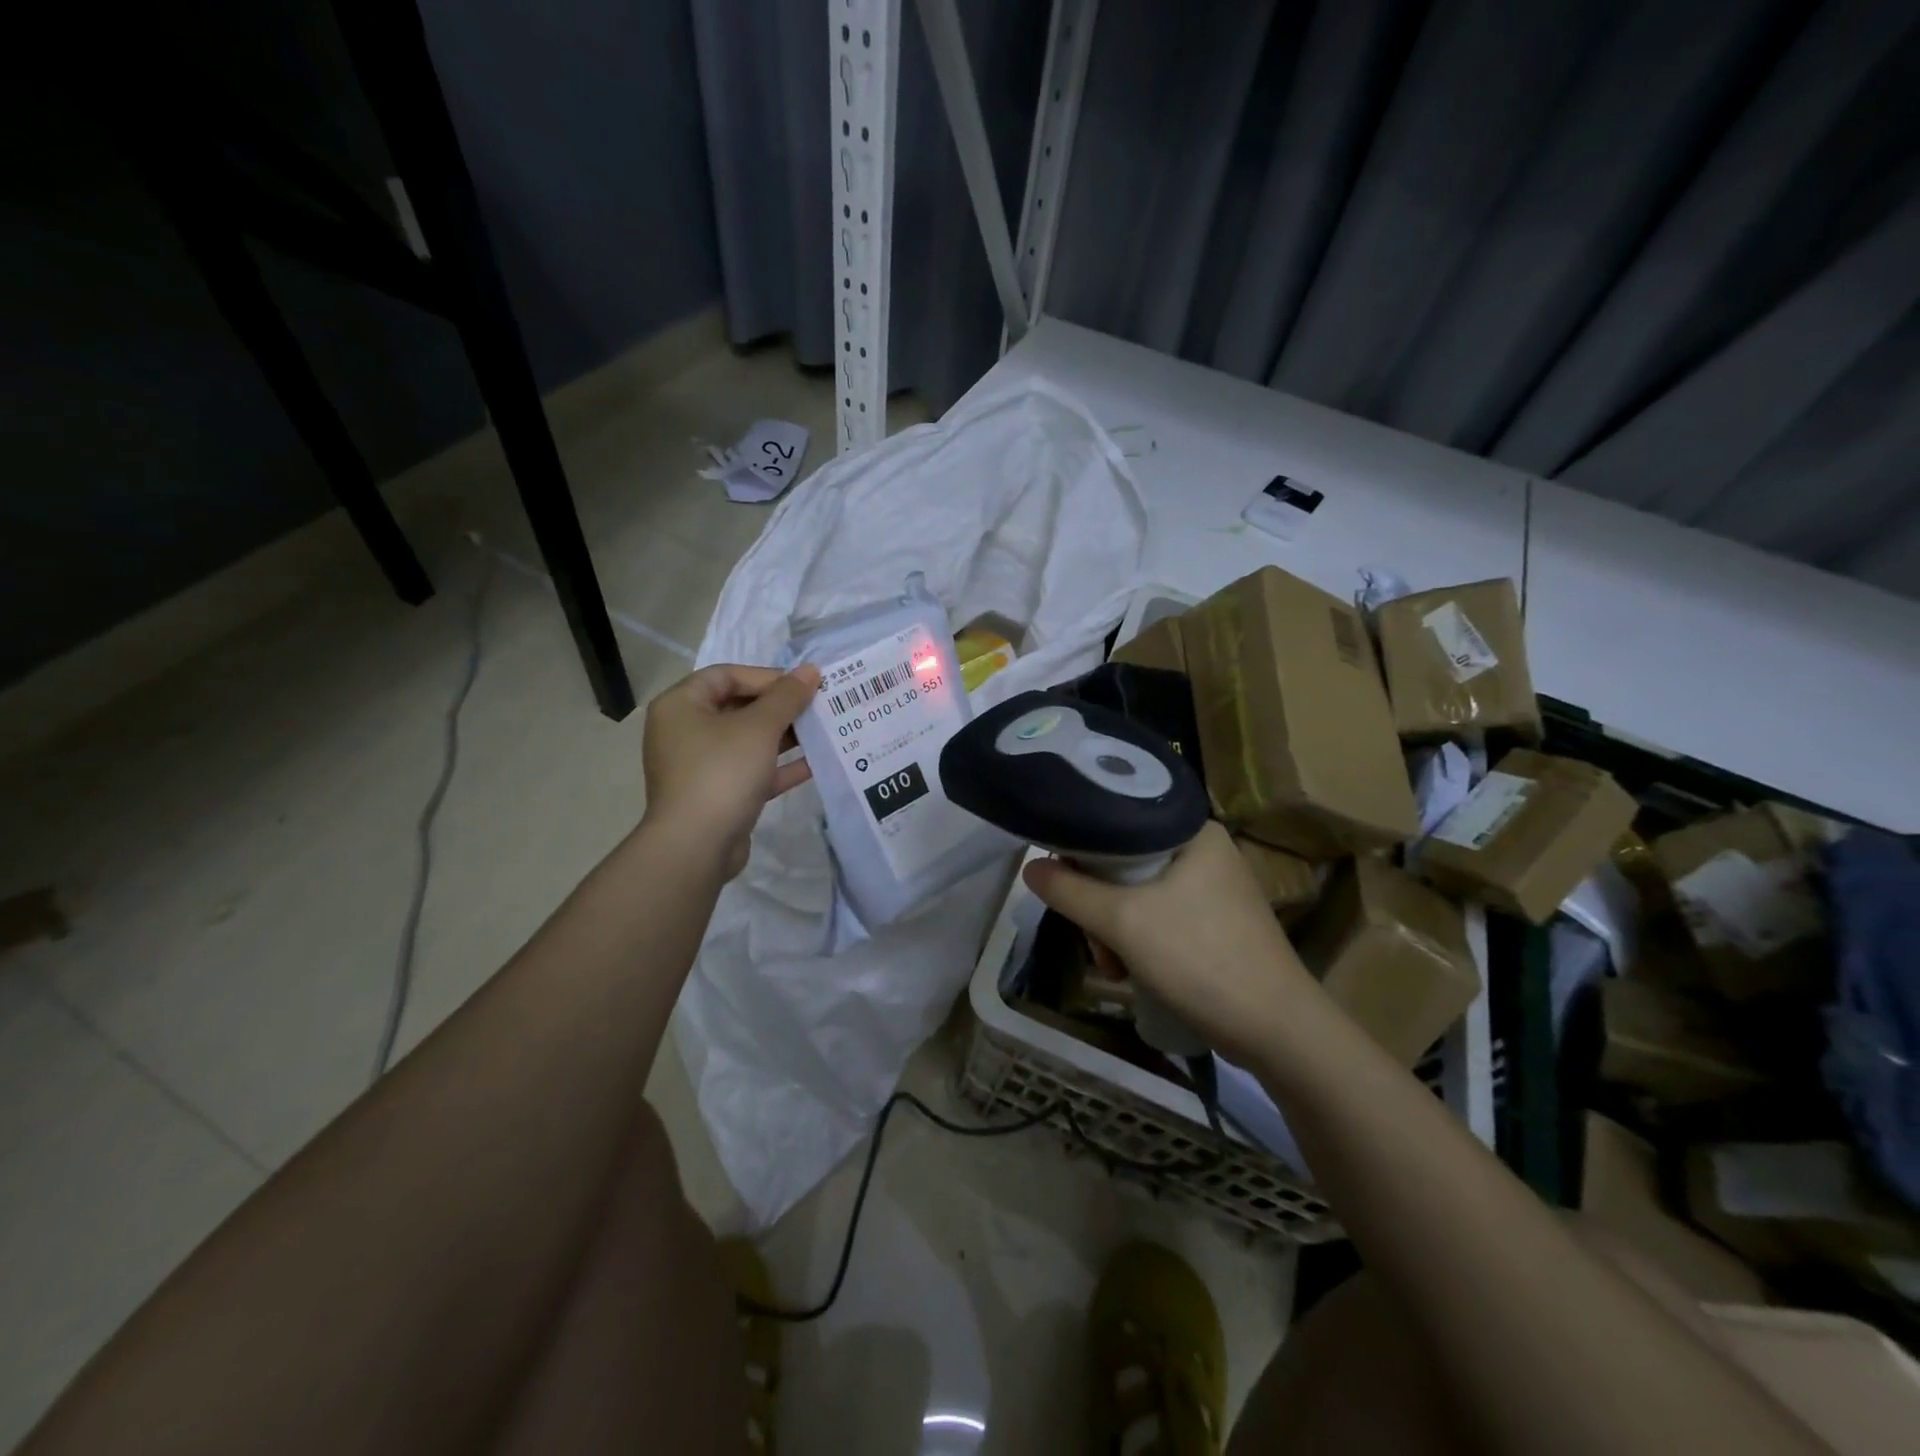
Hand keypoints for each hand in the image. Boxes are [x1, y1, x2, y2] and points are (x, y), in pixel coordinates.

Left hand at [641, 663, 820, 878]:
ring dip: (785, 736)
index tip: (803, 686)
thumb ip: (787, 697)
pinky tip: (815, 763)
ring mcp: (700, 766)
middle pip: (738, 707)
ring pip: (747, 741)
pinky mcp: (717, 795)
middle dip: (780, 707)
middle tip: (817, 707)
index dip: (767, 676)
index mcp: (681, 706)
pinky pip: (751, 771)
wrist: (696, 846)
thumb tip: (811, 671)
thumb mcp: (759, 727)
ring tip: (822, 730)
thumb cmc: (722, 772)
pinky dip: (779, 766)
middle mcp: (685, 732)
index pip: (726, 675)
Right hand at [1021, 821, 1316, 1065]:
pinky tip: (1134, 972)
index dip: (1080, 851)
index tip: (1064, 888)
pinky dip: (1139, 940)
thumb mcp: (1124, 922)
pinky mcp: (1217, 921)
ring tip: (1114, 969)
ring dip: (1115, 930)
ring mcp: (1214, 887)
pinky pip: (1160, 914)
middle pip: (1123, 862)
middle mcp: (1204, 849)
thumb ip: (1070, 891)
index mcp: (1190, 830)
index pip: (1116, 821)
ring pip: (1138, 893)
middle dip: (1099, 906)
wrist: (1279, 1032)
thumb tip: (1029, 868)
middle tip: (1096, 946)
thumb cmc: (1201, 960)